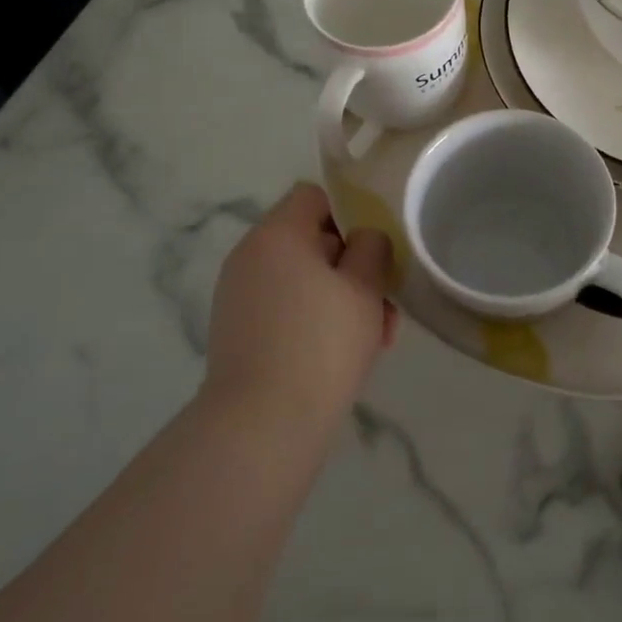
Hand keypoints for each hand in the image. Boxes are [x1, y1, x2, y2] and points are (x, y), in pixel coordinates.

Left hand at [205, 183, 396, 423]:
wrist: (262, 425)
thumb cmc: (321, 343)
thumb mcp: (364, 287)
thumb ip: (372, 248)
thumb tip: (364, 239)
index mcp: (276, 234)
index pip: (314, 196)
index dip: (350, 213)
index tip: (375, 248)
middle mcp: (249, 256)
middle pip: (310, 241)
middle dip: (352, 267)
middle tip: (384, 304)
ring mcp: (238, 296)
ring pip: (302, 280)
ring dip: (340, 298)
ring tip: (375, 338)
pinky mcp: (237, 332)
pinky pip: (284, 309)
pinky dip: (314, 320)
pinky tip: (344, 355)